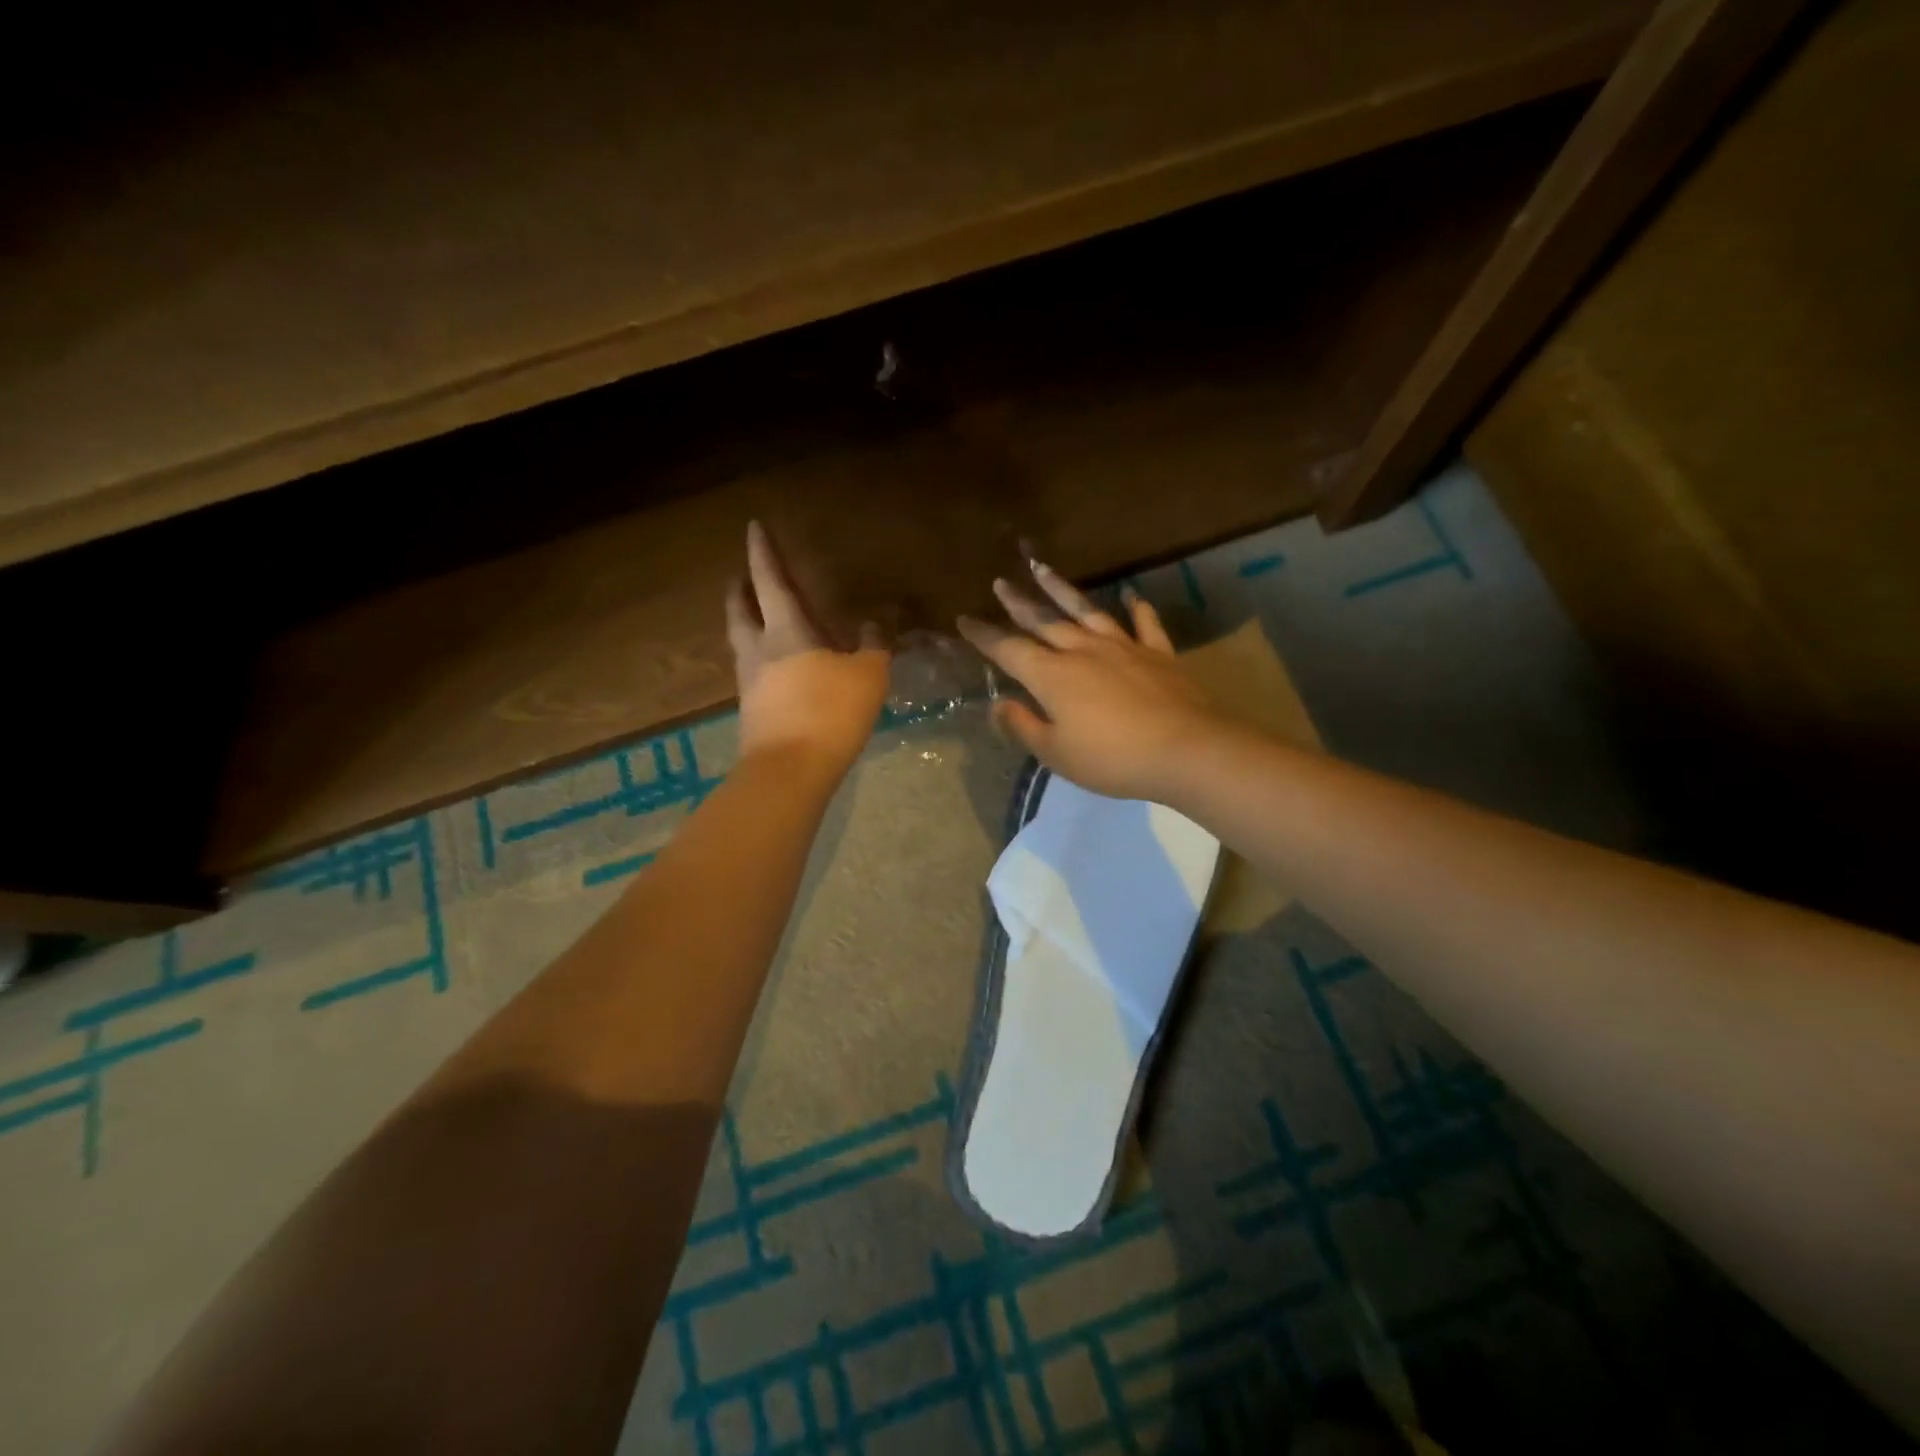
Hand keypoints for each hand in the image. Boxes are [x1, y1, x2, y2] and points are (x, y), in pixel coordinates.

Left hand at [726, 522, 889, 772]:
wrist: (790, 771)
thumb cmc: (831, 713)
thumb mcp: (868, 675)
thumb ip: (872, 645)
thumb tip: (871, 624)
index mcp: (786, 631)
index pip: (771, 581)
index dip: (763, 553)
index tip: (753, 527)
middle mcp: (759, 651)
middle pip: (740, 611)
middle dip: (741, 590)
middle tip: (742, 579)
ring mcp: (750, 682)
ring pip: (741, 642)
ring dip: (746, 624)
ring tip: (758, 621)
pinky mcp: (752, 711)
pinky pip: (753, 672)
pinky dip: (760, 659)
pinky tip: (777, 669)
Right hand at [957, 560, 1224, 801]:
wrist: (1185, 749)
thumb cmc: (1112, 758)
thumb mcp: (1056, 753)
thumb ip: (1023, 726)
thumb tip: (997, 704)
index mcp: (1052, 676)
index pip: (1009, 650)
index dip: (984, 636)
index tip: (964, 619)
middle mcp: (1082, 651)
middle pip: (1044, 621)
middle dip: (1018, 603)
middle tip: (1001, 582)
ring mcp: (1122, 646)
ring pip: (1086, 611)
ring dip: (1062, 590)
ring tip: (1043, 568)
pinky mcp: (1157, 653)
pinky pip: (1144, 623)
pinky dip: (1136, 608)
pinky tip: (1131, 594)